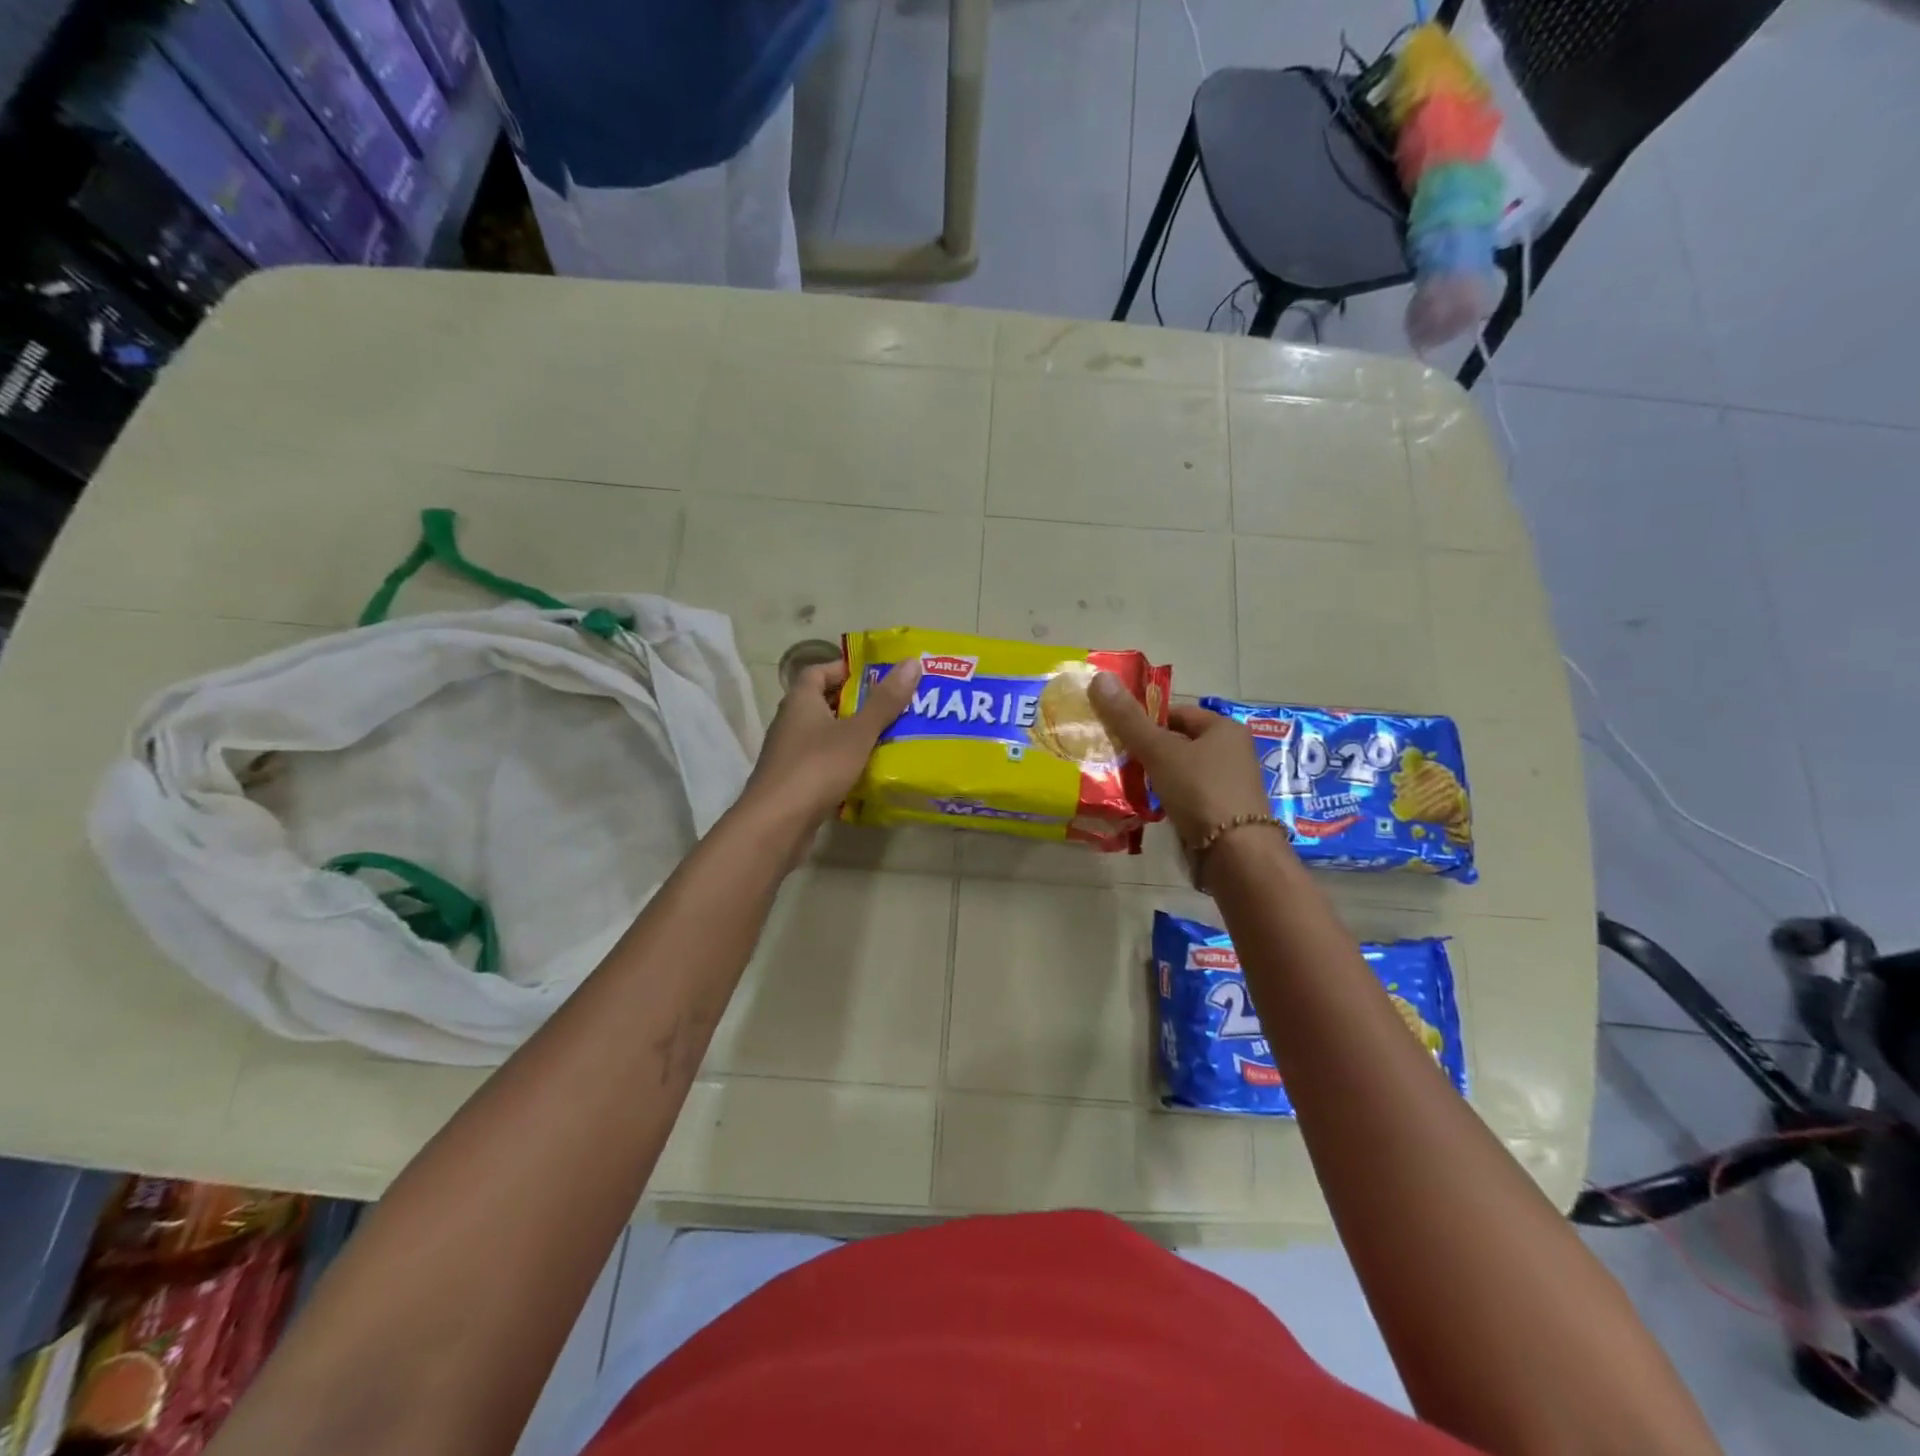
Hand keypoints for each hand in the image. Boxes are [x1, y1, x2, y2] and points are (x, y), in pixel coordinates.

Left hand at [738, 657, 922, 845]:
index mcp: (800, 701)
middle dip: (857, 703)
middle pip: (824, 702)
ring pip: (825, 735)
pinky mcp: (793, 781)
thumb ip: (884, 701)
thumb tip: (912, 662)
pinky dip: (844, 762)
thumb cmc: (816, 768)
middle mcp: (790, 722)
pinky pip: (823, 762)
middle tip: (893, 706)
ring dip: (852, 734)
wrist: (776, 824)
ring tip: (889, 737)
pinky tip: (868, 771)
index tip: (877, 675)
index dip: (845, 669)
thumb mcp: (857, 733)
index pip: (818, 671)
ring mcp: (789, 753)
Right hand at [1088, 674, 1275, 850]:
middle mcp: (1231, 752)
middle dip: (1147, 750)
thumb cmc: (1200, 791)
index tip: (1117, 731)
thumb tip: (1100, 677)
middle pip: (1178, 742)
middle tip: (1113, 757)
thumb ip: (1129, 719)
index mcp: (1224, 729)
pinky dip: (1166, 799)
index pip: (1177, 713)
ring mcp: (1228, 785)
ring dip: (1155, 777)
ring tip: (1123, 782)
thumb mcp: (1160, 751)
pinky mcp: (1221, 814)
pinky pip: (1186, 797)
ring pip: (1180, 772)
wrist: (1235, 854)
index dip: (1146, 719)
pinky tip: (1145, 807)